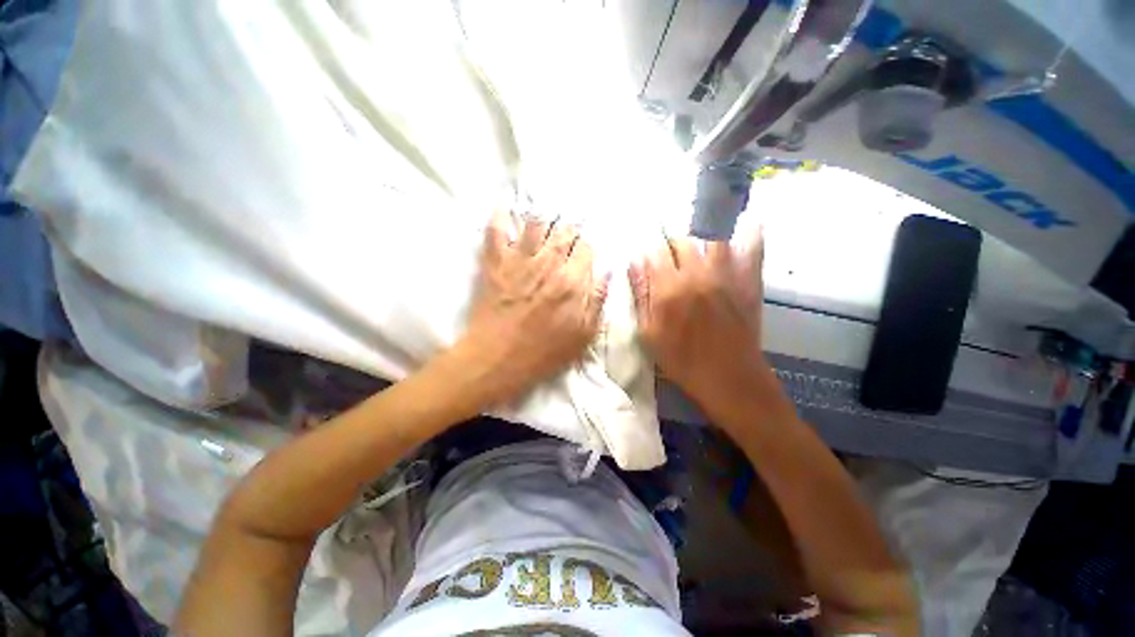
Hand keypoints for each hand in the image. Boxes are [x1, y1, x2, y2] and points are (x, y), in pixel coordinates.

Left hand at [458, 211, 609, 405]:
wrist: (497, 360)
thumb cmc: (544, 353)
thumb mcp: (583, 336)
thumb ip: (598, 301)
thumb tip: (607, 272)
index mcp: (572, 281)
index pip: (587, 248)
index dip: (587, 248)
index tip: (584, 253)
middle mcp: (548, 263)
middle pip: (564, 230)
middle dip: (570, 229)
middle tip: (568, 232)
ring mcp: (519, 259)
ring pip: (535, 222)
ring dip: (543, 216)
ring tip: (546, 215)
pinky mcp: (495, 262)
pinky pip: (496, 230)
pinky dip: (500, 217)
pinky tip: (505, 209)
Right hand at [628, 229, 769, 407]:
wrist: (730, 379)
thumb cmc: (682, 360)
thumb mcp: (649, 334)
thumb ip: (641, 296)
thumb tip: (633, 264)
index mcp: (669, 288)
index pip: (655, 253)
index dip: (649, 253)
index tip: (647, 257)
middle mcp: (697, 274)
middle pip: (682, 241)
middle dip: (671, 244)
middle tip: (669, 254)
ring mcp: (726, 275)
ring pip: (712, 237)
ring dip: (701, 234)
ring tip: (697, 239)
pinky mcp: (749, 281)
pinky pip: (753, 248)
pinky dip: (751, 232)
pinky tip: (747, 222)